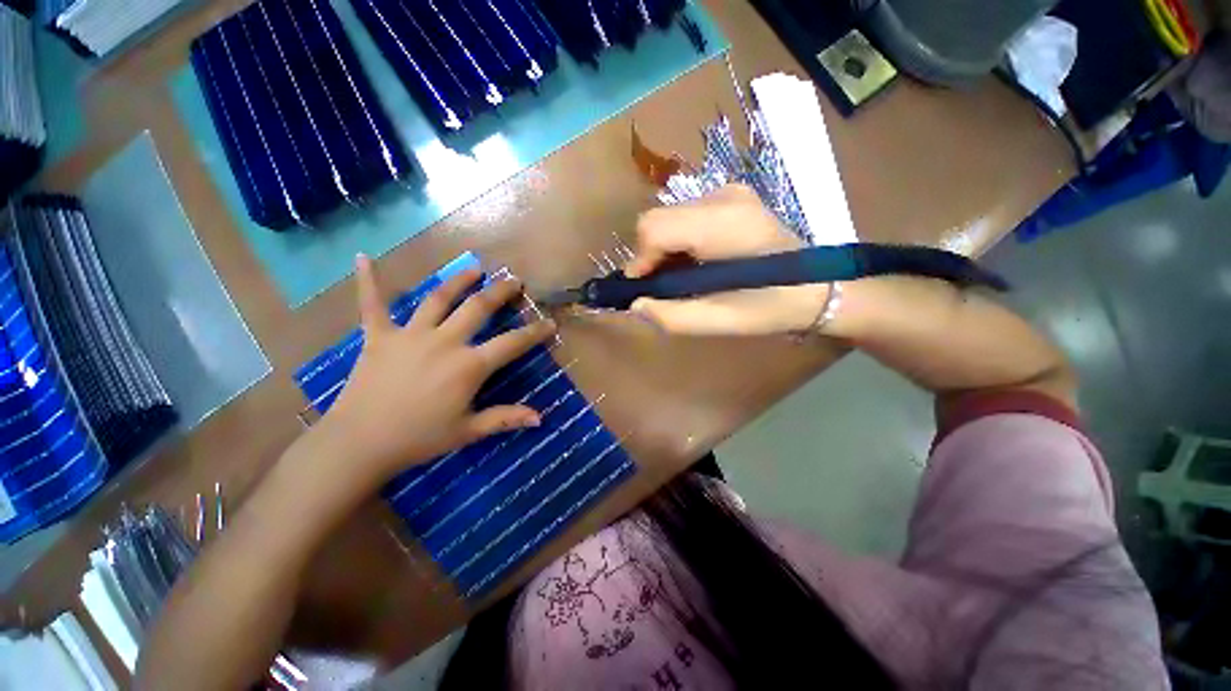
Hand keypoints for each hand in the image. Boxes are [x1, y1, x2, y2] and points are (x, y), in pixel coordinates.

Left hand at [317, 256, 555, 487]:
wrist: (360, 444)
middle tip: (514, 281)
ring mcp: (410, 335)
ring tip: (474, 269)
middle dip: (500, 292)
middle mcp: (444, 342)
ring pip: (438, 298)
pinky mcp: (379, 337)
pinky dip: (368, 281)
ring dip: (458, 281)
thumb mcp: (468, 432)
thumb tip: (540, 418)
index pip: (512, 343)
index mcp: (468, 366)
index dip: (535, 332)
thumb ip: (505, 418)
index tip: (550, 322)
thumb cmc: (419, 439)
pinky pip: (373, 304)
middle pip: (478, 308)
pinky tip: (363, 258)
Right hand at [624, 184, 830, 335]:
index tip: (646, 290)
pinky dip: (678, 241)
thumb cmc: (771, 307)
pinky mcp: (730, 197)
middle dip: (650, 257)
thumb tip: (636, 305)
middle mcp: (723, 197)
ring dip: (664, 250)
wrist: (817, 287)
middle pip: (656, 220)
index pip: (654, 229)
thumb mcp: (720, 321)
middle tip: (663, 288)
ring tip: (683, 278)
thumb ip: (672, 316)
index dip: (641, 262)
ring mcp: (728, 192)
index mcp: (723, 224)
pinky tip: (695, 263)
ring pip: (667, 218)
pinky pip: (684, 216)